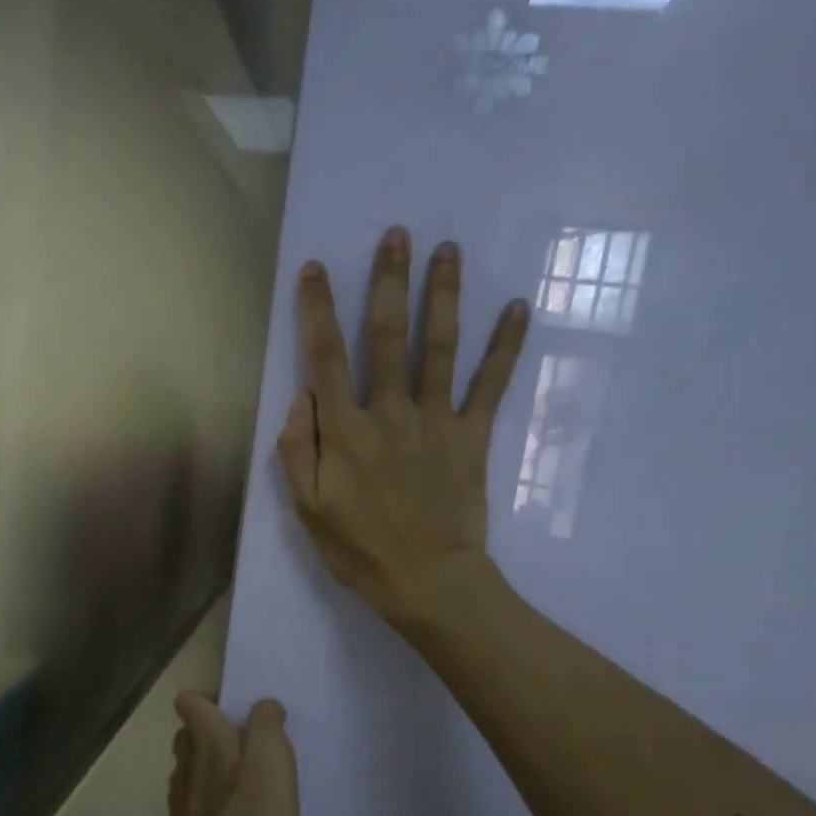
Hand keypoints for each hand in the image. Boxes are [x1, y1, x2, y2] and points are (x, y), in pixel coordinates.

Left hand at [168, 693, 298, 815]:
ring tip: (241, 785)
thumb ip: (267, 723)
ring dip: (209, 769)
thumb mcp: (273, 757)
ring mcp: (180, 796)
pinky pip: (193, 800)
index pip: (189, 701)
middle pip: (188, 734)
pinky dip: (208, 801)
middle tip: (244, 748)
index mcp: (206, 736)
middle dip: (210, 735)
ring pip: (189, 767)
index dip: (208, 702)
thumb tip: (263, 706)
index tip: (233, 713)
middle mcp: (185, 759)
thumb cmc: (251, 811)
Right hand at [278, 225, 529, 627]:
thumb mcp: (307, 507)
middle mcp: (389, 411)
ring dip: (442, 295)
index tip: (317, 269)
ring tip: (448, 250)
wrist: (428, 581)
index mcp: (344, 430)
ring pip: (439, 346)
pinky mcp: (472, 435)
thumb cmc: (360, 548)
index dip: (318, 309)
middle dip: (389, 281)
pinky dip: (506, 346)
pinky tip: (518, 308)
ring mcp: (435, 420)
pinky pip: (491, 384)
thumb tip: (300, 396)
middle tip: (397, 234)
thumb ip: (297, 448)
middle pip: (387, 336)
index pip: (325, 356)